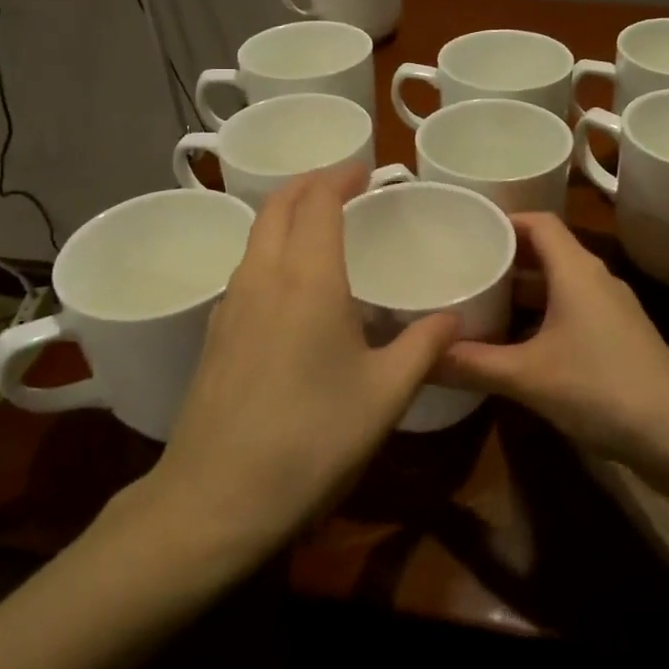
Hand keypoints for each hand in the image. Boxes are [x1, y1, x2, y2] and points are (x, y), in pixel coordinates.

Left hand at [127, 165, 458, 561]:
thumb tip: (454, 318)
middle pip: (278, 207)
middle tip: (343, 184)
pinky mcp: (214, 335)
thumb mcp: (385, 395)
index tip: (366, 170)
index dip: (341, 177)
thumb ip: (424, 347)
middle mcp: (263, 277)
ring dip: (286, 215)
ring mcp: (230, 305)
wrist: (214, 499)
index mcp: (308, 279)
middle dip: (309, 184)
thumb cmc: (311, 439)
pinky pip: (246, 269)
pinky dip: (271, 251)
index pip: (317, 201)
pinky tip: (290, 286)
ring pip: (256, 236)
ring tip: (319, 226)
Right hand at [441, 212, 668, 464]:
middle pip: (544, 251)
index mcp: (576, 270)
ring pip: (556, 284)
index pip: (537, 222)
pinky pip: (569, 310)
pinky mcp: (615, 337)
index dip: (502, 219)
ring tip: (476, 301)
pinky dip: (538, 315)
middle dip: (502, 257)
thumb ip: (470, 364)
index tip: (464, 228)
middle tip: (458, 267)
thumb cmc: (602, 389)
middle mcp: (594, 279)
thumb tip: (419, 355)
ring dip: (519, 290)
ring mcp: (609, 309)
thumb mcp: (528, 377)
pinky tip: (512, 341)